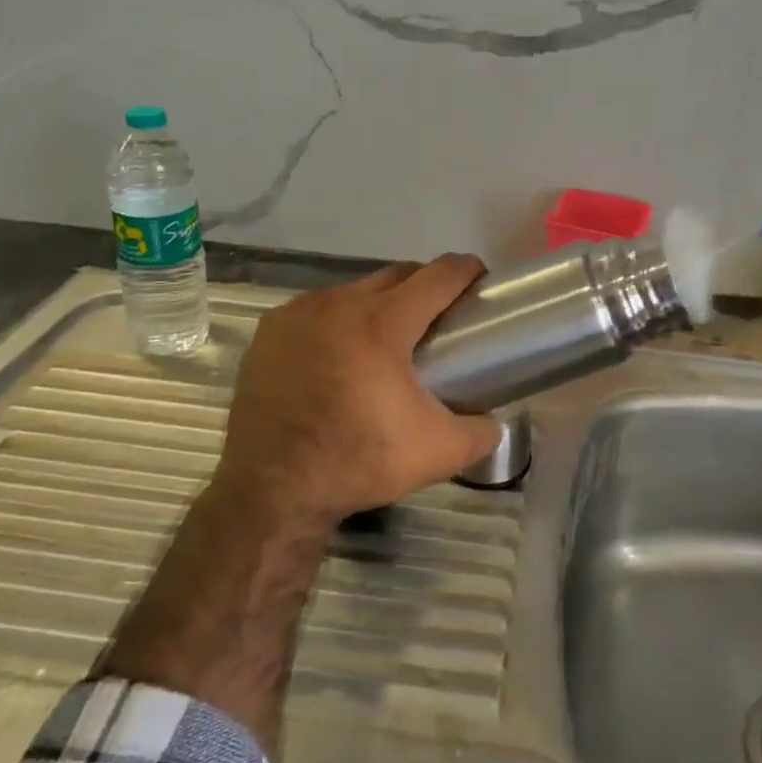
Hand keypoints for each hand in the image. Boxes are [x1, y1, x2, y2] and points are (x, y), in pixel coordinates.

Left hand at [215, 254, 503, 529]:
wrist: (270, 491)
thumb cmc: (358, 461)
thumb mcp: (437, 453)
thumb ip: (480, 432)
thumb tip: (491, 422)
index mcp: (383, 322)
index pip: (438, 275)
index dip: (467, 271)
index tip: (479, 280)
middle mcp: (340, 303)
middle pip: (397, 274)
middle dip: (424, 286)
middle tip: (438, 319)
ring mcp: (299, 312)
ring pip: (355, 290)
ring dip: (378, 304)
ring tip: (386, 342)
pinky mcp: (270, 330)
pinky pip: (317, 309)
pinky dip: (337, 321)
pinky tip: (338, 355)